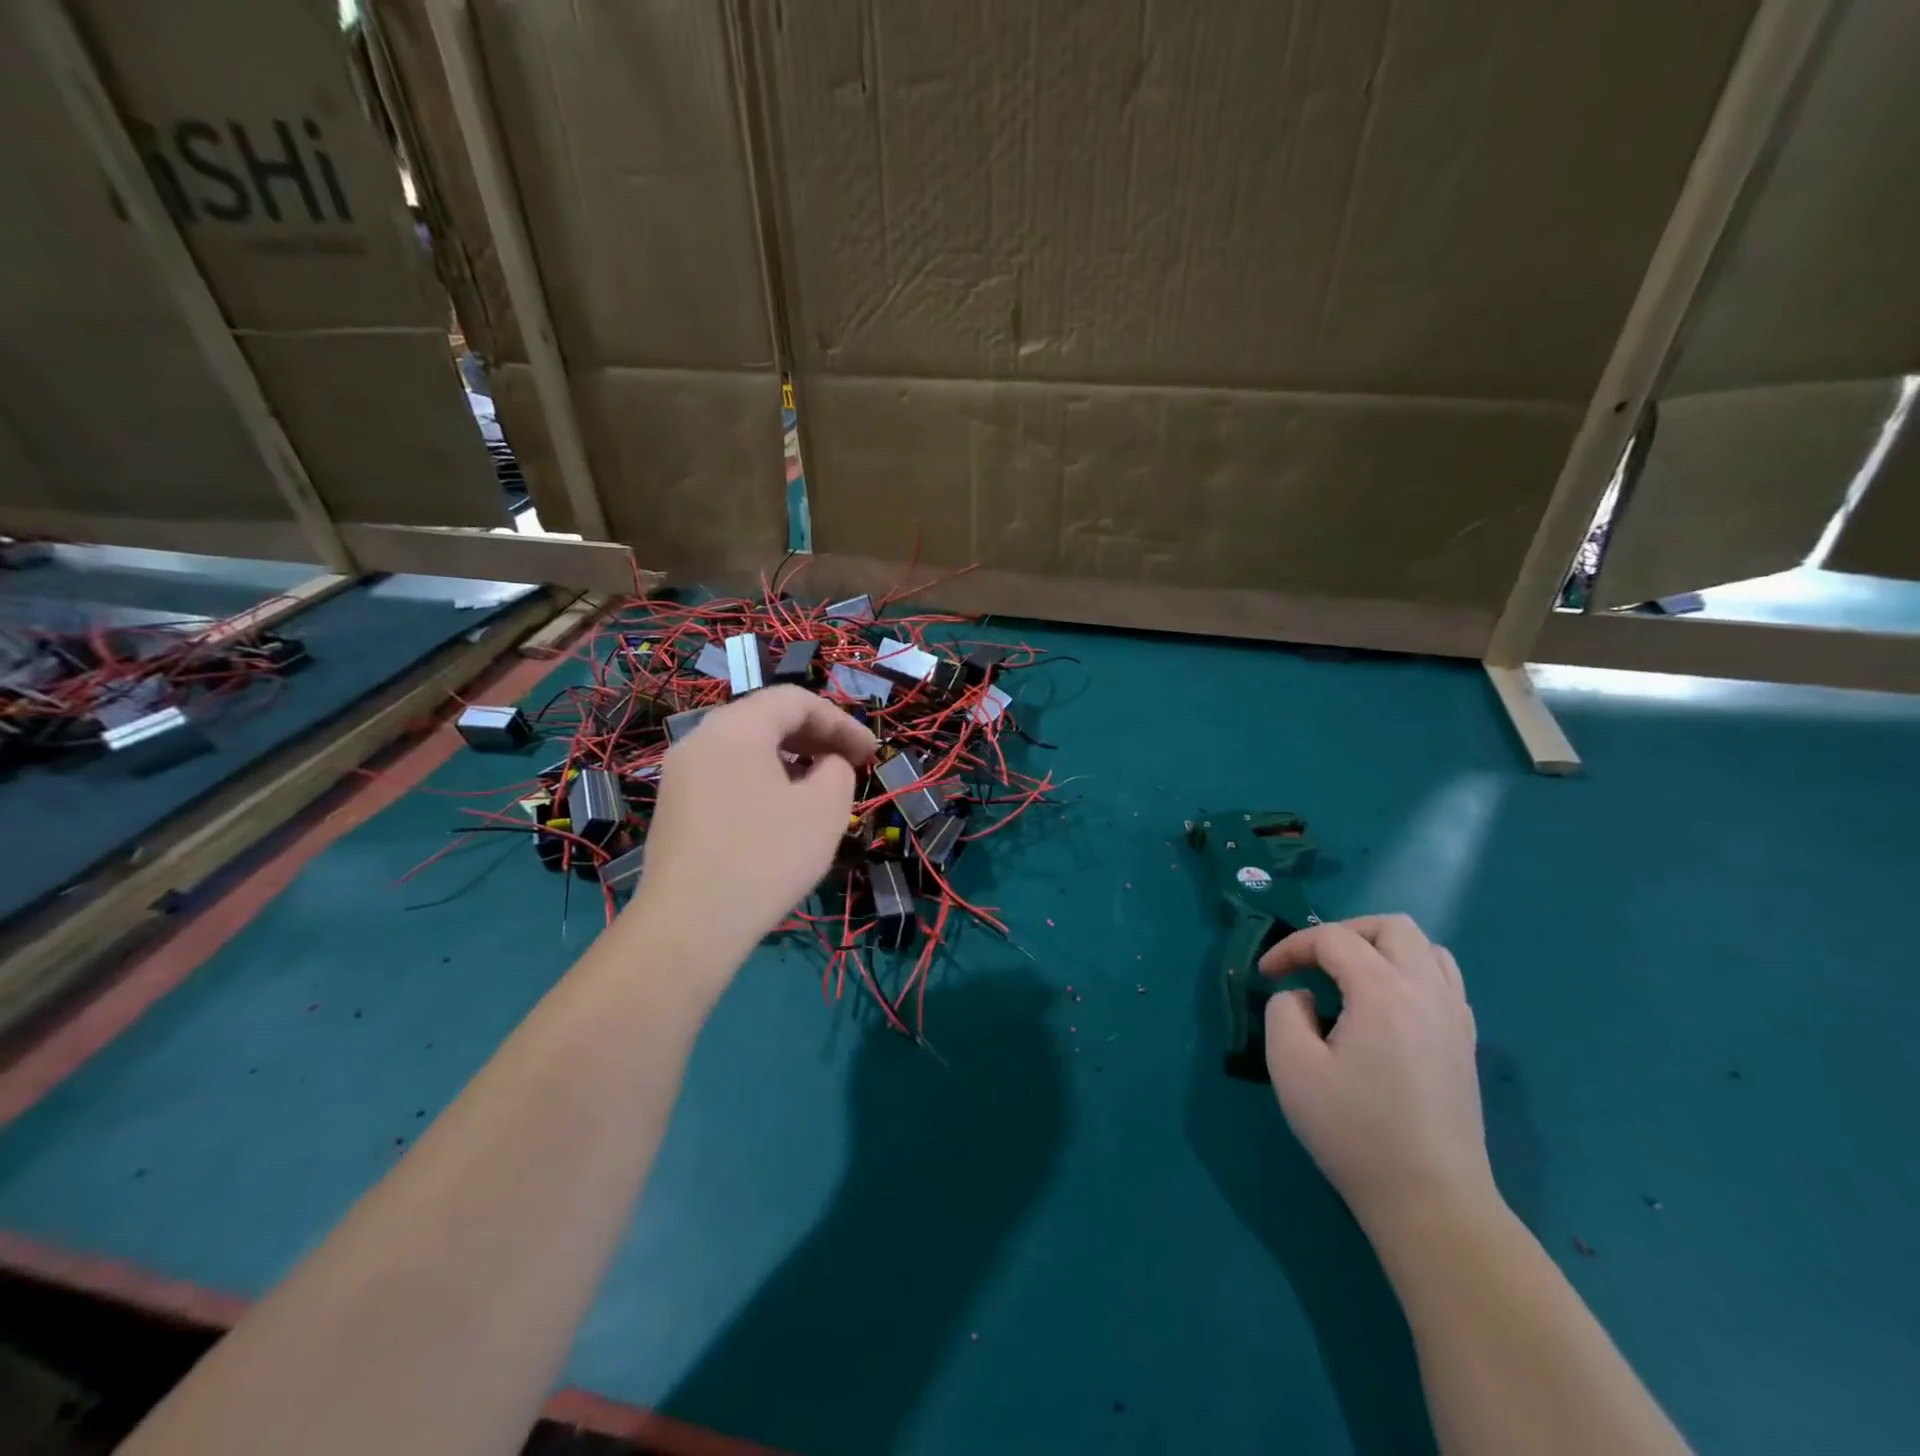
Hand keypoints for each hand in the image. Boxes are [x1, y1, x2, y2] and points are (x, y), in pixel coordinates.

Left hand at [633, 686, 875, 962]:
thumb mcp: (825, 808)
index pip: (795, 700)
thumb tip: (826, 764)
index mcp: (736, 727)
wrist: (689, 925)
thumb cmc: (766, 856)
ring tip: (820, 789)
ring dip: (790, 760)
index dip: (841, 721)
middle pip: (766, 719)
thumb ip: (838, 769)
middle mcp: (700, 739)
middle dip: (815, 737)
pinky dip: (762, 781)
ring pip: (745, 749)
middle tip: (851, 765)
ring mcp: (680, 775)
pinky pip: (727, 776)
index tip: (871, 753)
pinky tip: (781, 814)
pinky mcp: (674, 809)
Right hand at [1260, 915, 1497, 1233]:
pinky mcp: (1465, 1044)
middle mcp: (1427, 992)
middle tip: (1312, 963)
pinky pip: (1443, 980)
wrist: (1431, 1203)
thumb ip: (1283, 1012)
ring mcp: (1455, 1017)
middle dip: (1343, 933)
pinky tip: (1384, 1007)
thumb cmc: (1354, 1132)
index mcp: (1384, 992)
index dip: (1291, 947)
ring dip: (1381, 948)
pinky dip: (1409, 973)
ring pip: (1426, 948)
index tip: (1266, 975)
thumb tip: (1302, 998)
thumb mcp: (1291, 1067)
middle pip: (1392, 927)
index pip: (1333, 939)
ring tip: (1349, 978)